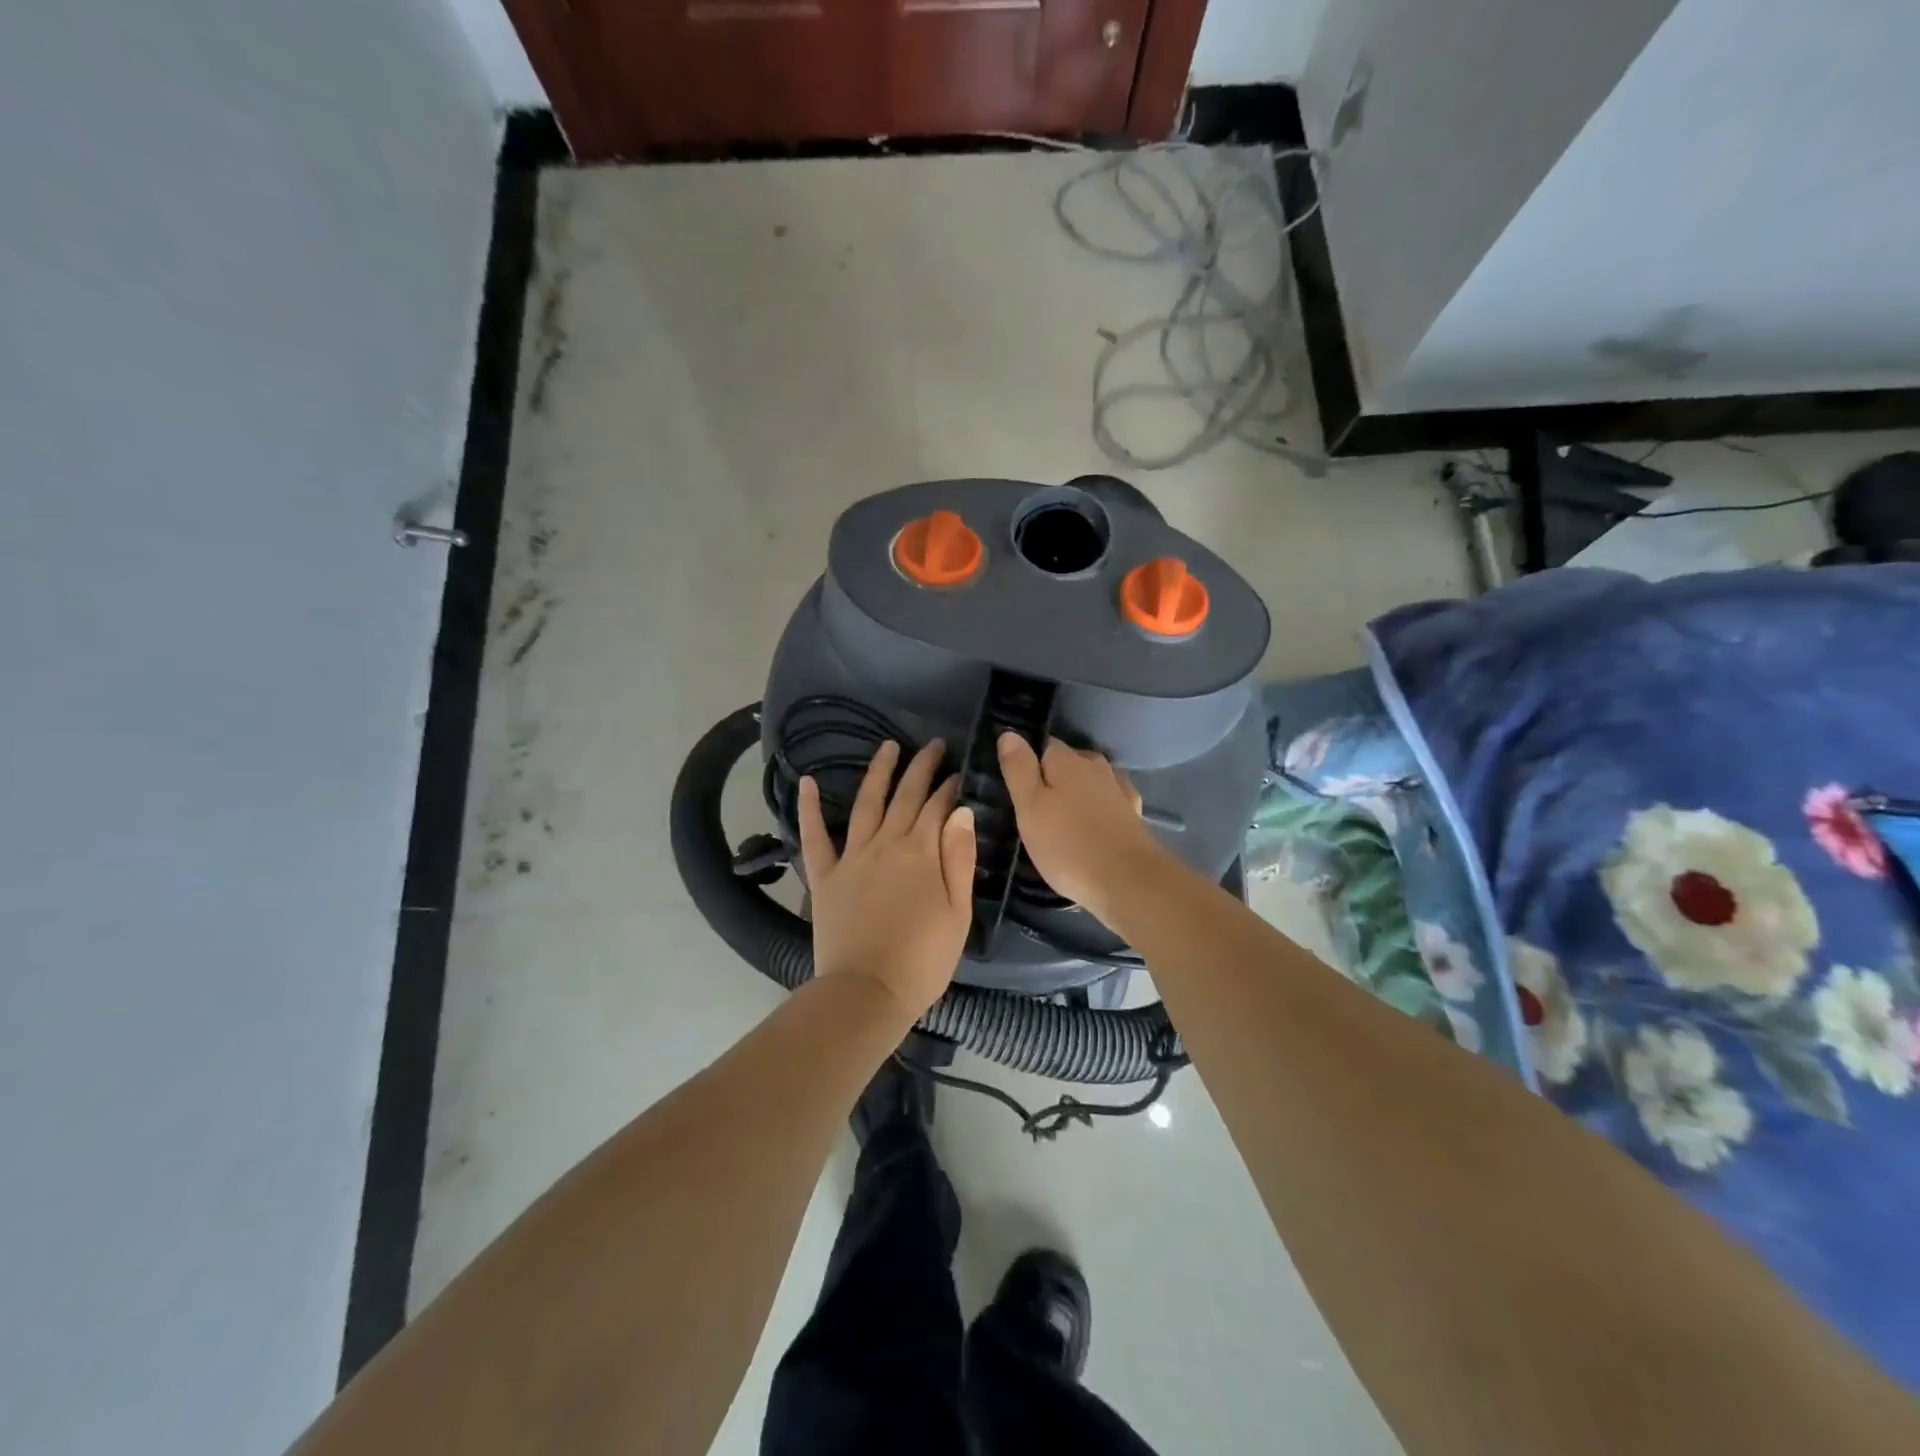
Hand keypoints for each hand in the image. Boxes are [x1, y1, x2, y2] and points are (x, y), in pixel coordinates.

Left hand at [798, 739, 976, 1026]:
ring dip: (878, 772)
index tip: (959, 772)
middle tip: (934, 745)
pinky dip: (808, 807)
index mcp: (921, 853)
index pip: (938, 807)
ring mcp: (851, 857)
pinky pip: (813, 835)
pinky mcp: (824, 875)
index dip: (950, 787)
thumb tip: (962, 812)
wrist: (867, 992)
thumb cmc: (923, 959)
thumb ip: (959, 859)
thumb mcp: (958, 913)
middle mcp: (886, 844)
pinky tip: (806, 781)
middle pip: (905, 796)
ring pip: (865, 803)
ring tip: (889, 747)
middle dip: (922, 767)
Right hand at [997, 734, 1163, 922]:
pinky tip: (1093, 822)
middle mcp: (1096, 766)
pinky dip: (1098, 807)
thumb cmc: (1068, 845)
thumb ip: (1019, 769)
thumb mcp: (1030, 807)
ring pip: (1090, 781)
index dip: (1027, 762)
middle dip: (1052, 777)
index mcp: (1067, 760)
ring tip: (1061, 817)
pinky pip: (1109, 801)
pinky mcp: (1133, 814)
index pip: (1043, 745)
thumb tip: (1010, 733)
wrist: (1128, 881)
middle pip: (1068, 762)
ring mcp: (1118, 789)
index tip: (1015, 785)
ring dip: (1076, 792)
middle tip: (1033, 807)